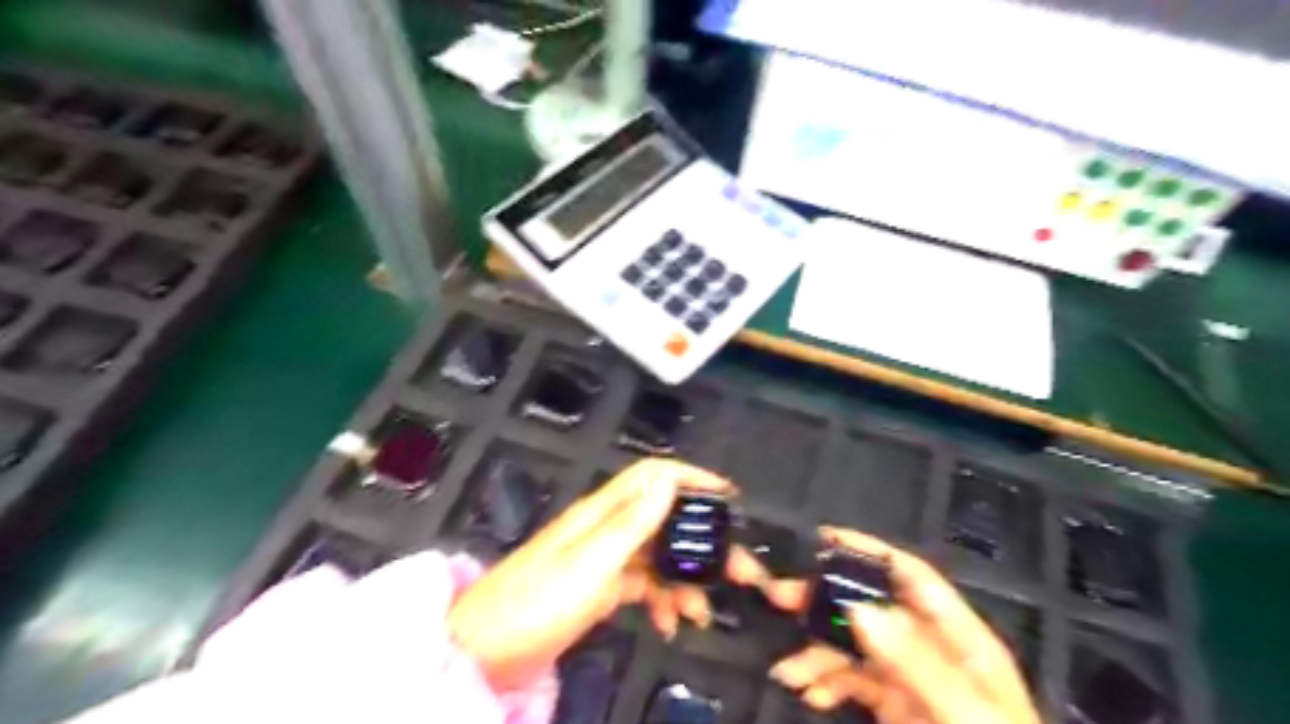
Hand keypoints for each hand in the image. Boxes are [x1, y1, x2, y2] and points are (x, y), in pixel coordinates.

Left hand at [450, 462, 753, 685]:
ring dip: (685, 579)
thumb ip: (631, 522)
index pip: (652, 476)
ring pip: (658, 556)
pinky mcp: (600, 588)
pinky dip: (661, 601)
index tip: (728, 496)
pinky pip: (643, 586)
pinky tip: (670, 624)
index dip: (690, 477)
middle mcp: (606, 528)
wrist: (484, 652)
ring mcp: (604, 559)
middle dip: (701, 540)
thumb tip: (669, 480)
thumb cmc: (536, 602)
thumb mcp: (589, 563)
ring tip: (702, 611)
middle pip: (664, 519)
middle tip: (736, 569)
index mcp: (602, 513)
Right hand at [758, 526, 1034, 722]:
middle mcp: (931, 649)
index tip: (822, 537)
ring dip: (817, 653)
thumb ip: (916, 662)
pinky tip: (810, 694)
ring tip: (787, 672)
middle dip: (825, 601)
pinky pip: (852, 680)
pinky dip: (826, 682)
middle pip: (872, 606)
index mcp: (960, 638)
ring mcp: (911, 678)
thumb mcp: (965, 713)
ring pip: (854, 646)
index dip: (869, 551)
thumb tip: (859, 608)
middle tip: (780, 598)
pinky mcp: (894, 706)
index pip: (911, 576)